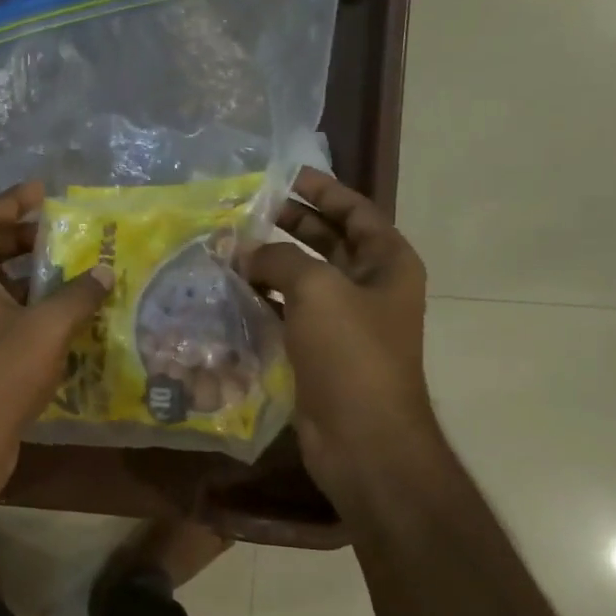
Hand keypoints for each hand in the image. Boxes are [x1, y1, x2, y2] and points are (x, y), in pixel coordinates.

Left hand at [0, 180, 114, 493]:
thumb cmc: (1, 373)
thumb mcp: (48, 327)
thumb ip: (78, 294)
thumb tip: (103, 273)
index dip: (14, 201)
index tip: (44, 191)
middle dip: (22, 240)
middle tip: (60, 235)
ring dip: (24, 277)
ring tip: (65, 273)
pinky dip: (20, 306)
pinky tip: (54, 318)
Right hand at [245, 169, 437, 505]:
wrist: (362, 438)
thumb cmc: (351, 354)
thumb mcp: (317, 290)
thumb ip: (279, 258)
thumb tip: (244, 250)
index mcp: (387, 264)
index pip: (356, 212)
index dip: (323, 190)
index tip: (285, 176)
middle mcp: (370, 288)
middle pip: (329, 242)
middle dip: (291, 224)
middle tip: (247, 210)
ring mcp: (344, 323)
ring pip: (304, 280)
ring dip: (270, 264)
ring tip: (228, 248)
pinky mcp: (319, 352)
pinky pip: (289, 314)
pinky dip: (263, 301)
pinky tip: (231, 292)